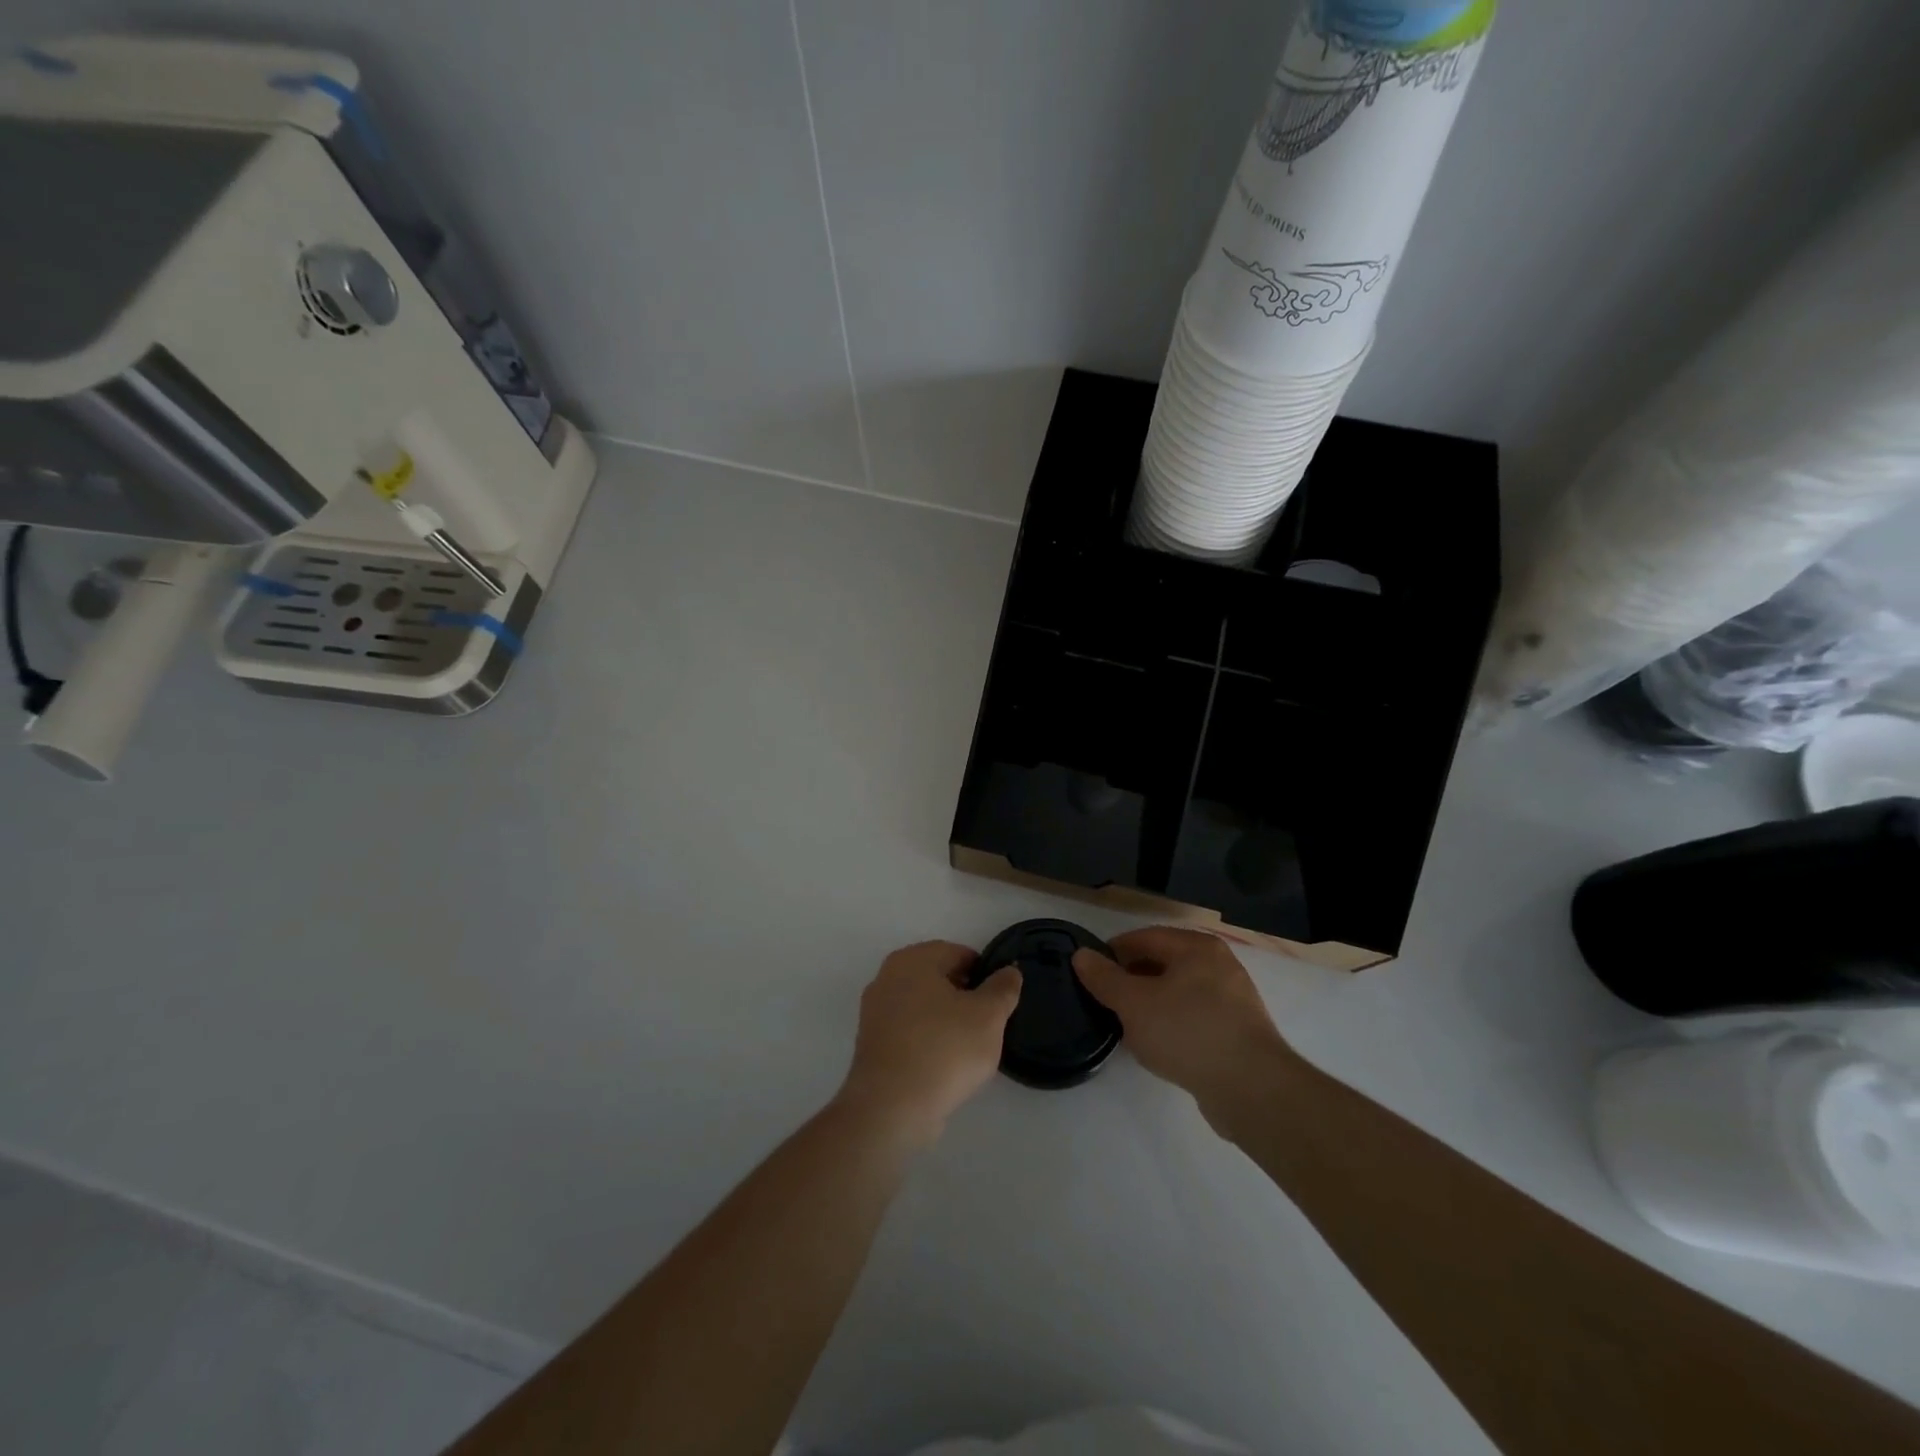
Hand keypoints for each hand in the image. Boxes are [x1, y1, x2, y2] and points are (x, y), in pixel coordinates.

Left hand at [837, 941, 1021, 1145]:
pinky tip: (943, 1064)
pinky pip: (908, 1030)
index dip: (984, 974)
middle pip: (938, 978)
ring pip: (922, 1005)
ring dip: (945, 1019)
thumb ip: (1003, 988)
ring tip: (967, 1048)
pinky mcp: (870, 1043)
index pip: (958, 953)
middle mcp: (887, 976)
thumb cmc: (944, 1050)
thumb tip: (1009, 971)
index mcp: (913, 959)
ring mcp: (874, 1010)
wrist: (892, 1107)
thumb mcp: (988, 1016)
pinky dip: (927, 1039)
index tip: (999, 1001)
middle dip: (964, 996)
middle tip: (987, 1024)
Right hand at [1073, 927, 1295, 1133]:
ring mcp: (1234, 998)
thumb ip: (1104, 978)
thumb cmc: (1187, 1032)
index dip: (1114, 951)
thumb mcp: (1133, 1003)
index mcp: (1196, 947)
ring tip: (1128, 1025)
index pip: (1145, 937)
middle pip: (1164, 963)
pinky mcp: (1240, 1031)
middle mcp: (1219, 964)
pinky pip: (1196, 1016)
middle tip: (1105, 999)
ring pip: (1180, 991)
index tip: (1091, 972)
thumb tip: (1081, 955)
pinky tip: (1159, 1045)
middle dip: (1132, 979)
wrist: (1252, 1089)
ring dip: (1152, 1003)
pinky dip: (1173, 1023)